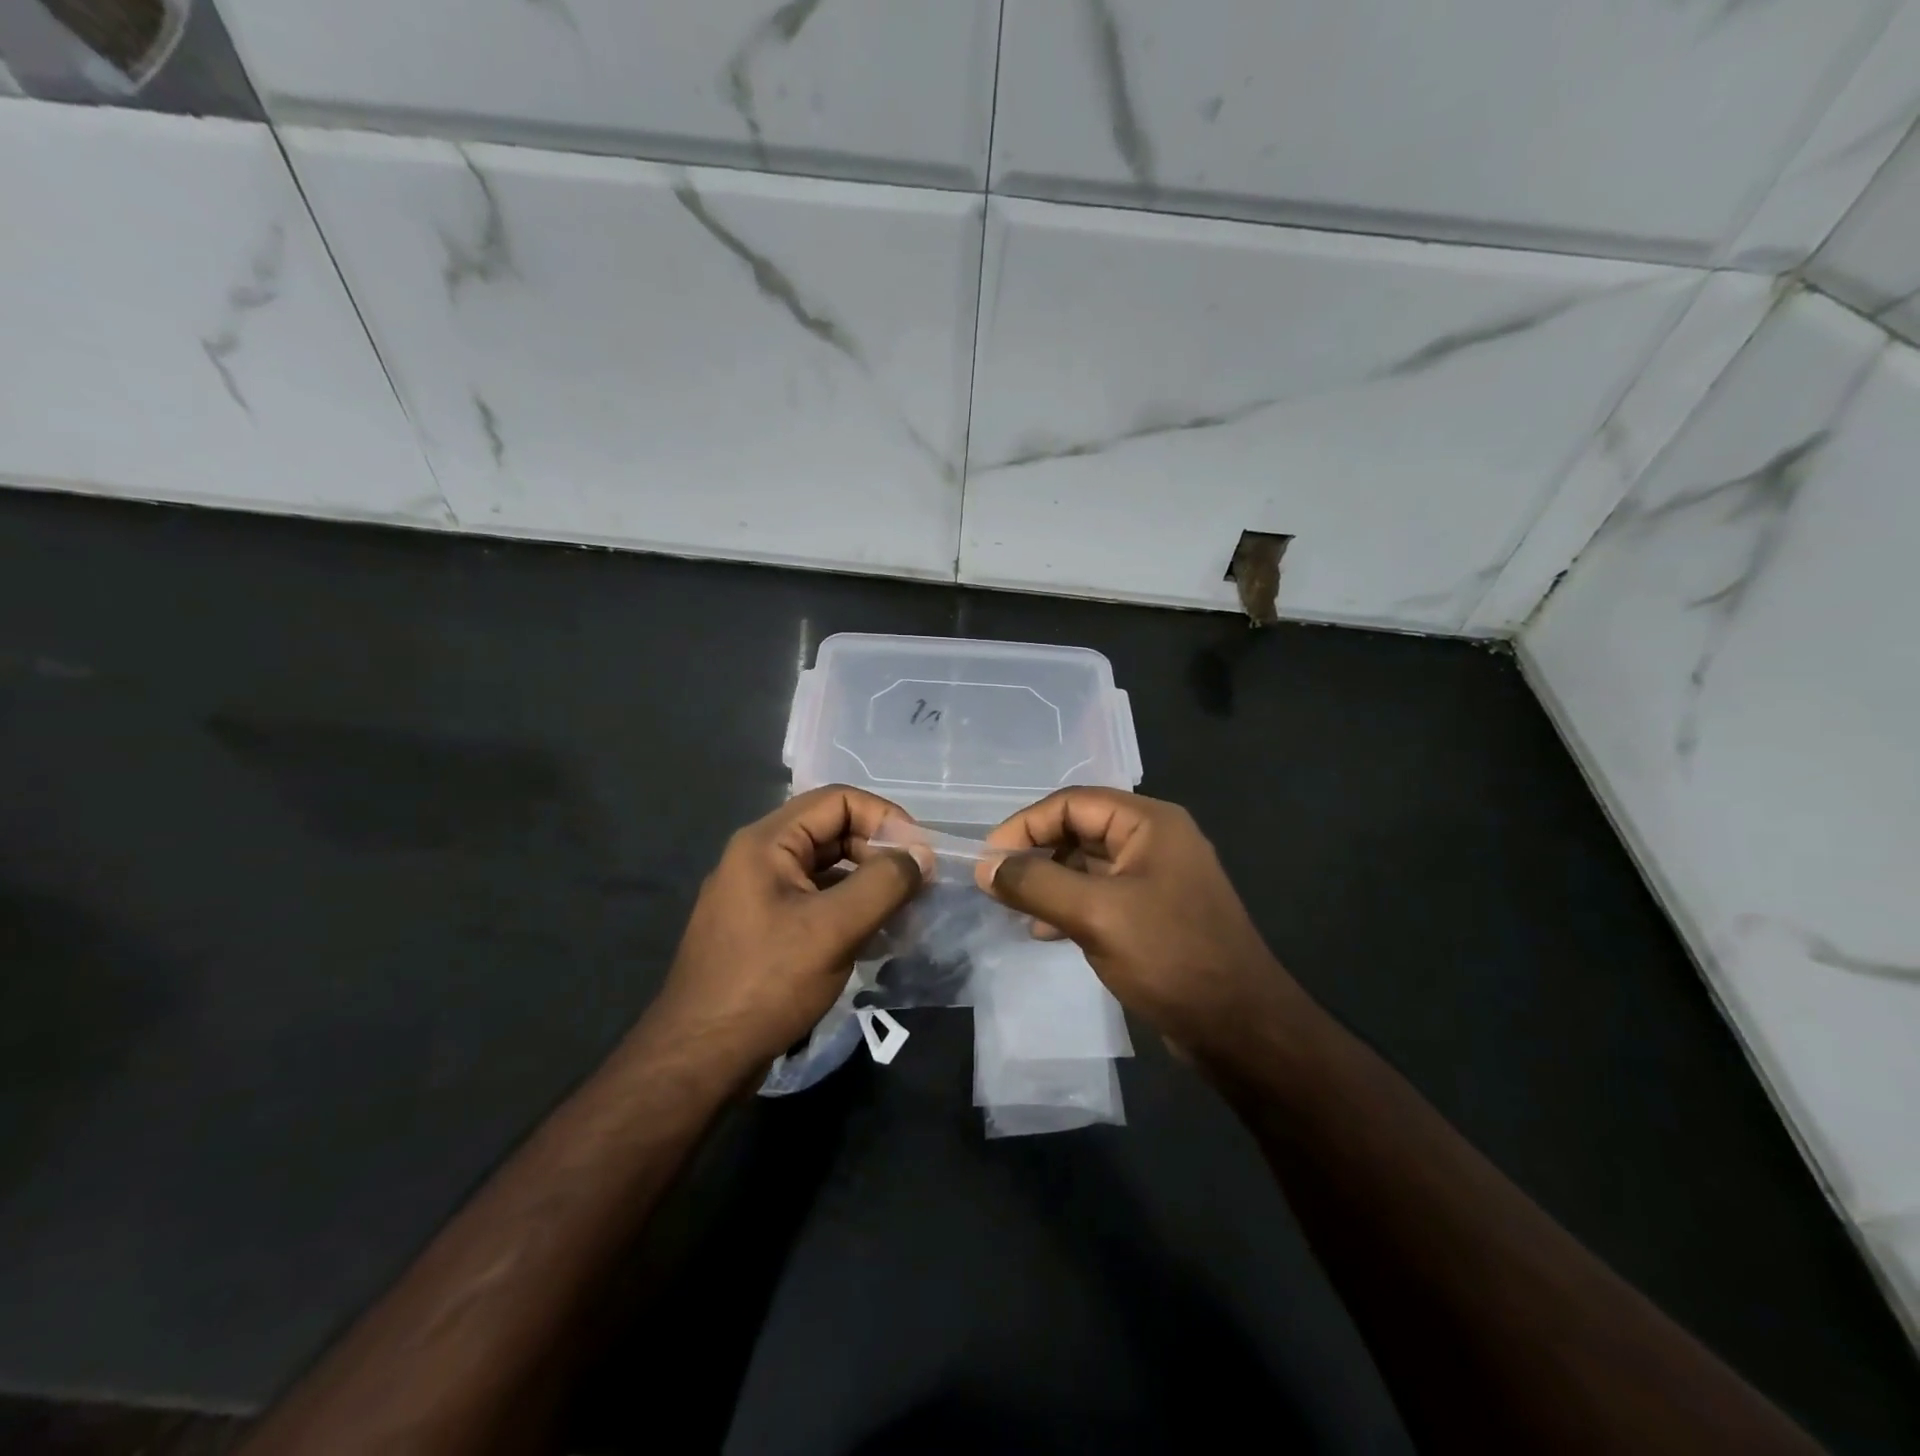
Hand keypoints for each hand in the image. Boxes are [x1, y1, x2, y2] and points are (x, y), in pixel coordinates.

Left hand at [644, 786, 930, 1078]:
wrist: (698, 1059)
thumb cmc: (766, 983)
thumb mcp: (833, 929)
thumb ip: (884, 884)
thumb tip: (921, 856)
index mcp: (767, 842)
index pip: (837, 800)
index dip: (884, 818)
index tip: (919, 854)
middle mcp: (759, 857)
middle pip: (832, 831)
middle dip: (879, 852)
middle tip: (917, 886)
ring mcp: (758, 894)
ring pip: (826, 869)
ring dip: (868, 883)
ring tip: (904, 913)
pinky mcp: (763, 927)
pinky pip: (815, 900)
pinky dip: (849, 909)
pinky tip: (876, 936)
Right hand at [978, 788, 1301, 1054]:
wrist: (1240, 1029)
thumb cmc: (1171, 957)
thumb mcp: (1096, 915)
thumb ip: (1036, 884)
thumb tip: (986, 866)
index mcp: (1149, 823)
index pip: (1072, 803)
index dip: (1025, 825)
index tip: (989, 859)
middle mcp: (1154, 840)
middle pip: (1079, 829)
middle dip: (1035, 853)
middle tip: (996, 883)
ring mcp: (1156, 878)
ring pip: (1086, 865)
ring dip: (1048, 881)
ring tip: (1013, 909)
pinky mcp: (1153, 913)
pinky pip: (1100, 895)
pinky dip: (1068, 905)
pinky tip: (1043, 931)